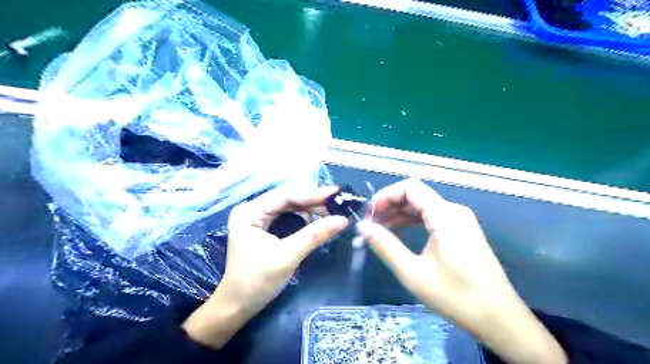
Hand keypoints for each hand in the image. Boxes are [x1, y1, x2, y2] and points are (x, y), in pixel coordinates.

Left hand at [183, 187, 350, 348]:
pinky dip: (304, 217)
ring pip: (289, 206)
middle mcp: (252, 209)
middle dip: (312, 200)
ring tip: (332, 210)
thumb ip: (315, 235)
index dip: (312, 193)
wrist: (238, 306)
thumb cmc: (257, 281)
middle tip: (338, 202)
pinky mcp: (263, 227)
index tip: (336, 192)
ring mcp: (257, 218)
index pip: (285, 196)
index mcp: (250, 212)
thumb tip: (343, 219)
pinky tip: (317, 218)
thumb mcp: (288, 256)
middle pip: (287, 198)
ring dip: (310, 208)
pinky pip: (287, 216)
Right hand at [355, 179, 564, 363]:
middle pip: (416, 195)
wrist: (498, 318)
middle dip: (390, 206)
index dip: (386, 195)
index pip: (410, 187)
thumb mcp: (412, 272)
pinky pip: (432, 217)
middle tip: (370, 224)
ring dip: (399, 215)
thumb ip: (385, 245)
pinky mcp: (462, 232)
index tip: (369, 213)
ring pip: (423, 207)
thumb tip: (362, 226)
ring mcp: (460, 221)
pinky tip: (398, 233)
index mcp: (445, 215)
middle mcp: (454, 211)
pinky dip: (412, 222)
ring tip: (378, 229)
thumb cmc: (455, 296)